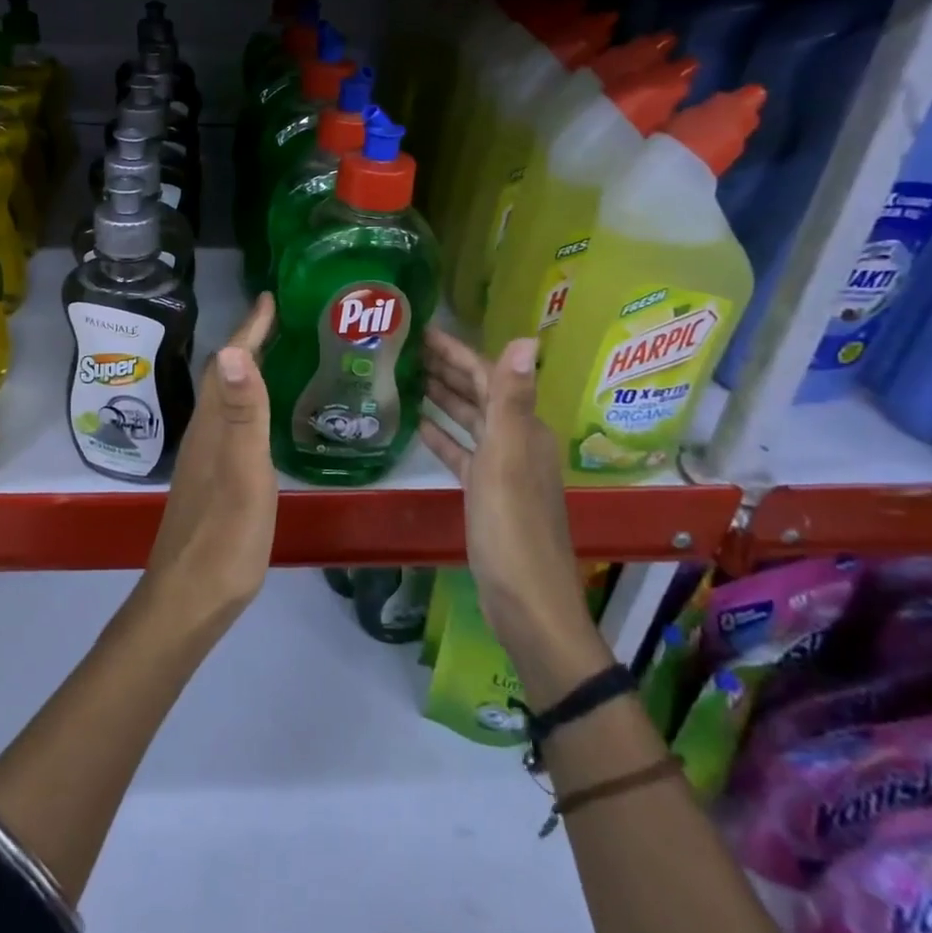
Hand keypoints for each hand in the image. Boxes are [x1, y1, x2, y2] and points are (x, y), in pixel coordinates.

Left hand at [141, 294, 278, 631]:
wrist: (190, 598)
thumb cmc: (224, 537)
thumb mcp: (244, 473)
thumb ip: (244, 414)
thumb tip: (235, 348)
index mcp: (213, 426)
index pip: (229, 363)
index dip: (248, 328)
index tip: (268, 297)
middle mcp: (204, 434)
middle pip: (224, 375)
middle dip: (247, 342)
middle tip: (278, 321)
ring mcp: (205, 459)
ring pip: (224, 400)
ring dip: (245, 372)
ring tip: (274, 356)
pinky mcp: (211, 481)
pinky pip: (229, 424)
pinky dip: (246, 405)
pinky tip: (260, 419)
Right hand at [419, 331, 601, 678]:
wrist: (527, 602)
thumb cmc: (512, 527)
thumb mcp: (508, 458)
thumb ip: (511, 399)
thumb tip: (525, 338)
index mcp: (523, 429)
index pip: (488, 375)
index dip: (456, 351)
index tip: (421, 330)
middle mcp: (517, 442)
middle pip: (479, 394)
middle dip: (446, 369)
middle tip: (404, 349)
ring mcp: (502, 470)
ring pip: (469, 422)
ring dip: (443, 398)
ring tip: (406, 378)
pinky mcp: (486, 495)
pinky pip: (461, 454)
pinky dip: (442, 437)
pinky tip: (418, 426)